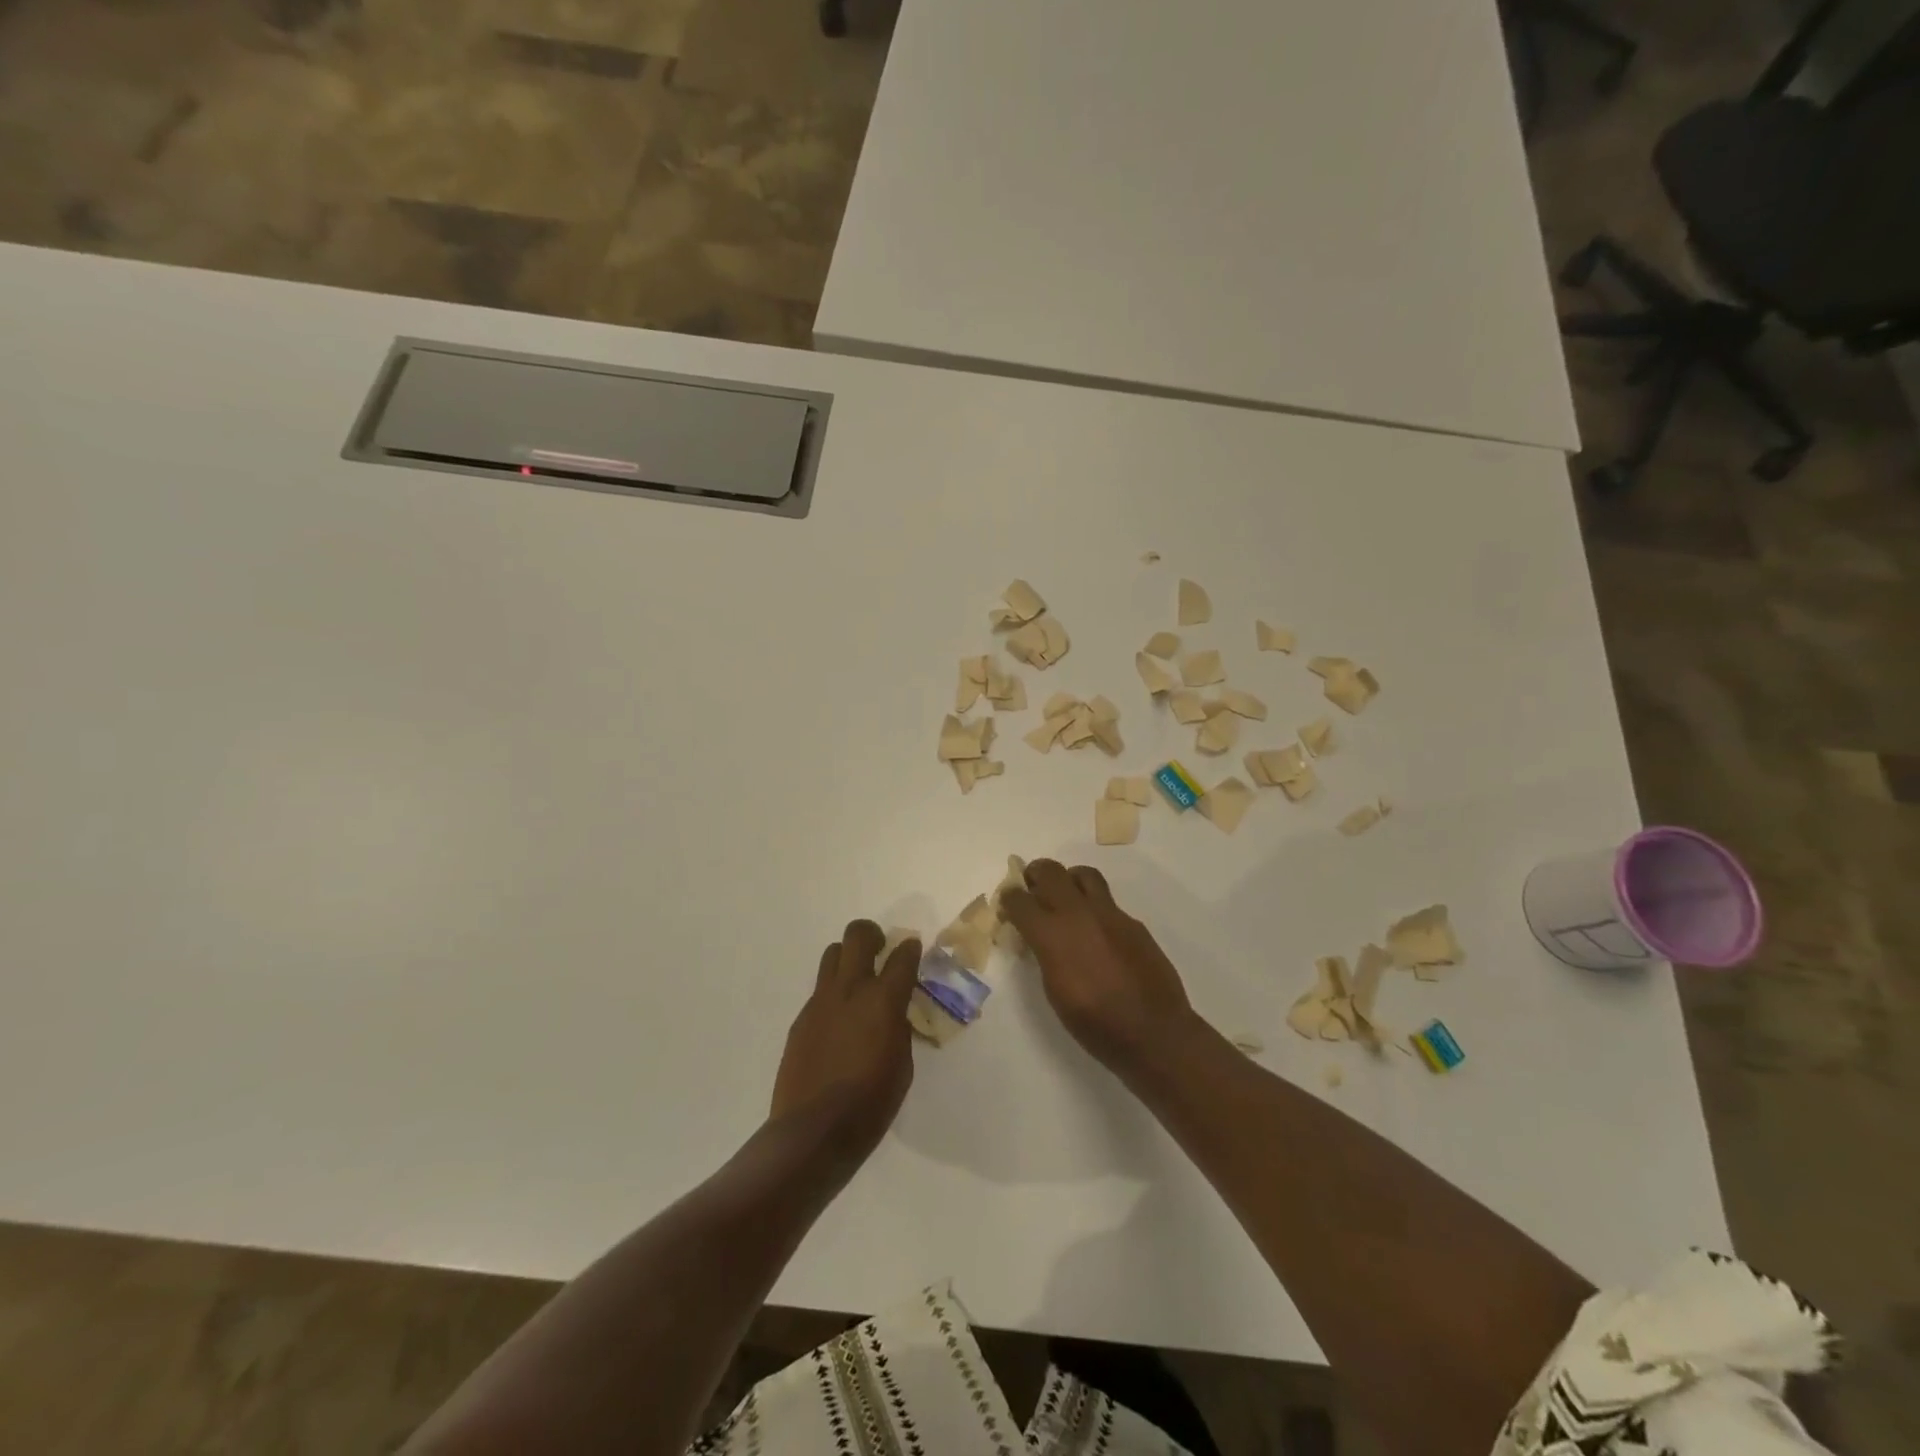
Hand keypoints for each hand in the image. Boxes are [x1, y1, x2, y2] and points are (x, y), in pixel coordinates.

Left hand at [770, 921, 920, 1159]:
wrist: (812, 1131)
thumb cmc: (870, 1104)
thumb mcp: (902, 1066)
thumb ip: (899, 1030)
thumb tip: (893, 1015)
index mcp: (883, 1001)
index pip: (902, 956)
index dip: (910, 948)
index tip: (913, 949)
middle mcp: (850, 990)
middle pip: (858, 935)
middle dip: (872, 934)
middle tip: (880, 950)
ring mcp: (821, 1001)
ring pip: (833, 954)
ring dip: (848, 958)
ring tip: (858, 981)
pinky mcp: (801, 1018)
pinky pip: (820, 990)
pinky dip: (834, 994)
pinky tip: (839, 1022)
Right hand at [1001, 860, 1197, 1076]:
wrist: (1153, 1032)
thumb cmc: (1094, 1024)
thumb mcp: (1054, 991)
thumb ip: (1043, 954)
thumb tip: (1038, 938)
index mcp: (1052, 935)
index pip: (1020, 900)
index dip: (1009, 899)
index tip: (1008, 905)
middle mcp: (1079, 914)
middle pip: (1050, 871)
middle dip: (1035, 875)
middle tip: (1032, 889)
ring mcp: (1110, 914)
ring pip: (1083, 875)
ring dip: (1068, 880)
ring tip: (1065, 898)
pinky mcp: (1133, 922)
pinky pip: (1107, 902)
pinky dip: (1094, 907)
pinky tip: (1097, 933)